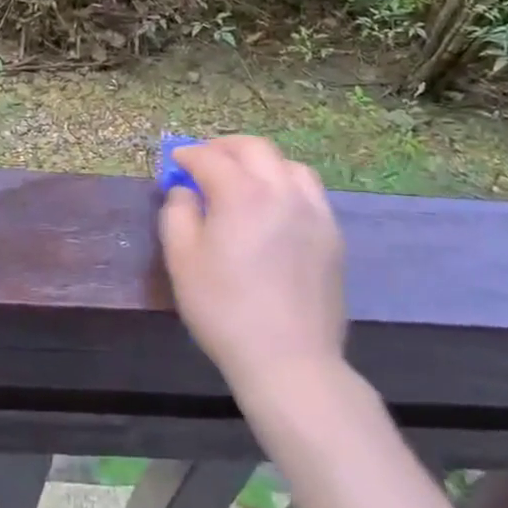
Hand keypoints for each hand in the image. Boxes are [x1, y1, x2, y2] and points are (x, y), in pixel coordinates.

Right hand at [159, 136, 346, 393]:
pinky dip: (286, 184)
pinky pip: (309, 192)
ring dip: (260, 162)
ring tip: (243, 179)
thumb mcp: (182, 260)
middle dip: (225, 147)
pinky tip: (274, 207)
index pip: (210, 158)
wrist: (289, 360)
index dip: (188, 155)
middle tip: (205, 160)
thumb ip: (177, 213)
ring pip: (288, 165)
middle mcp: (282, 191)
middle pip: (254, 148)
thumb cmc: (225, 309)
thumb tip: (184, 190)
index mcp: (242, 193)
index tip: (175, 161)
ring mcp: (314, 212)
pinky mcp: (332, 235)